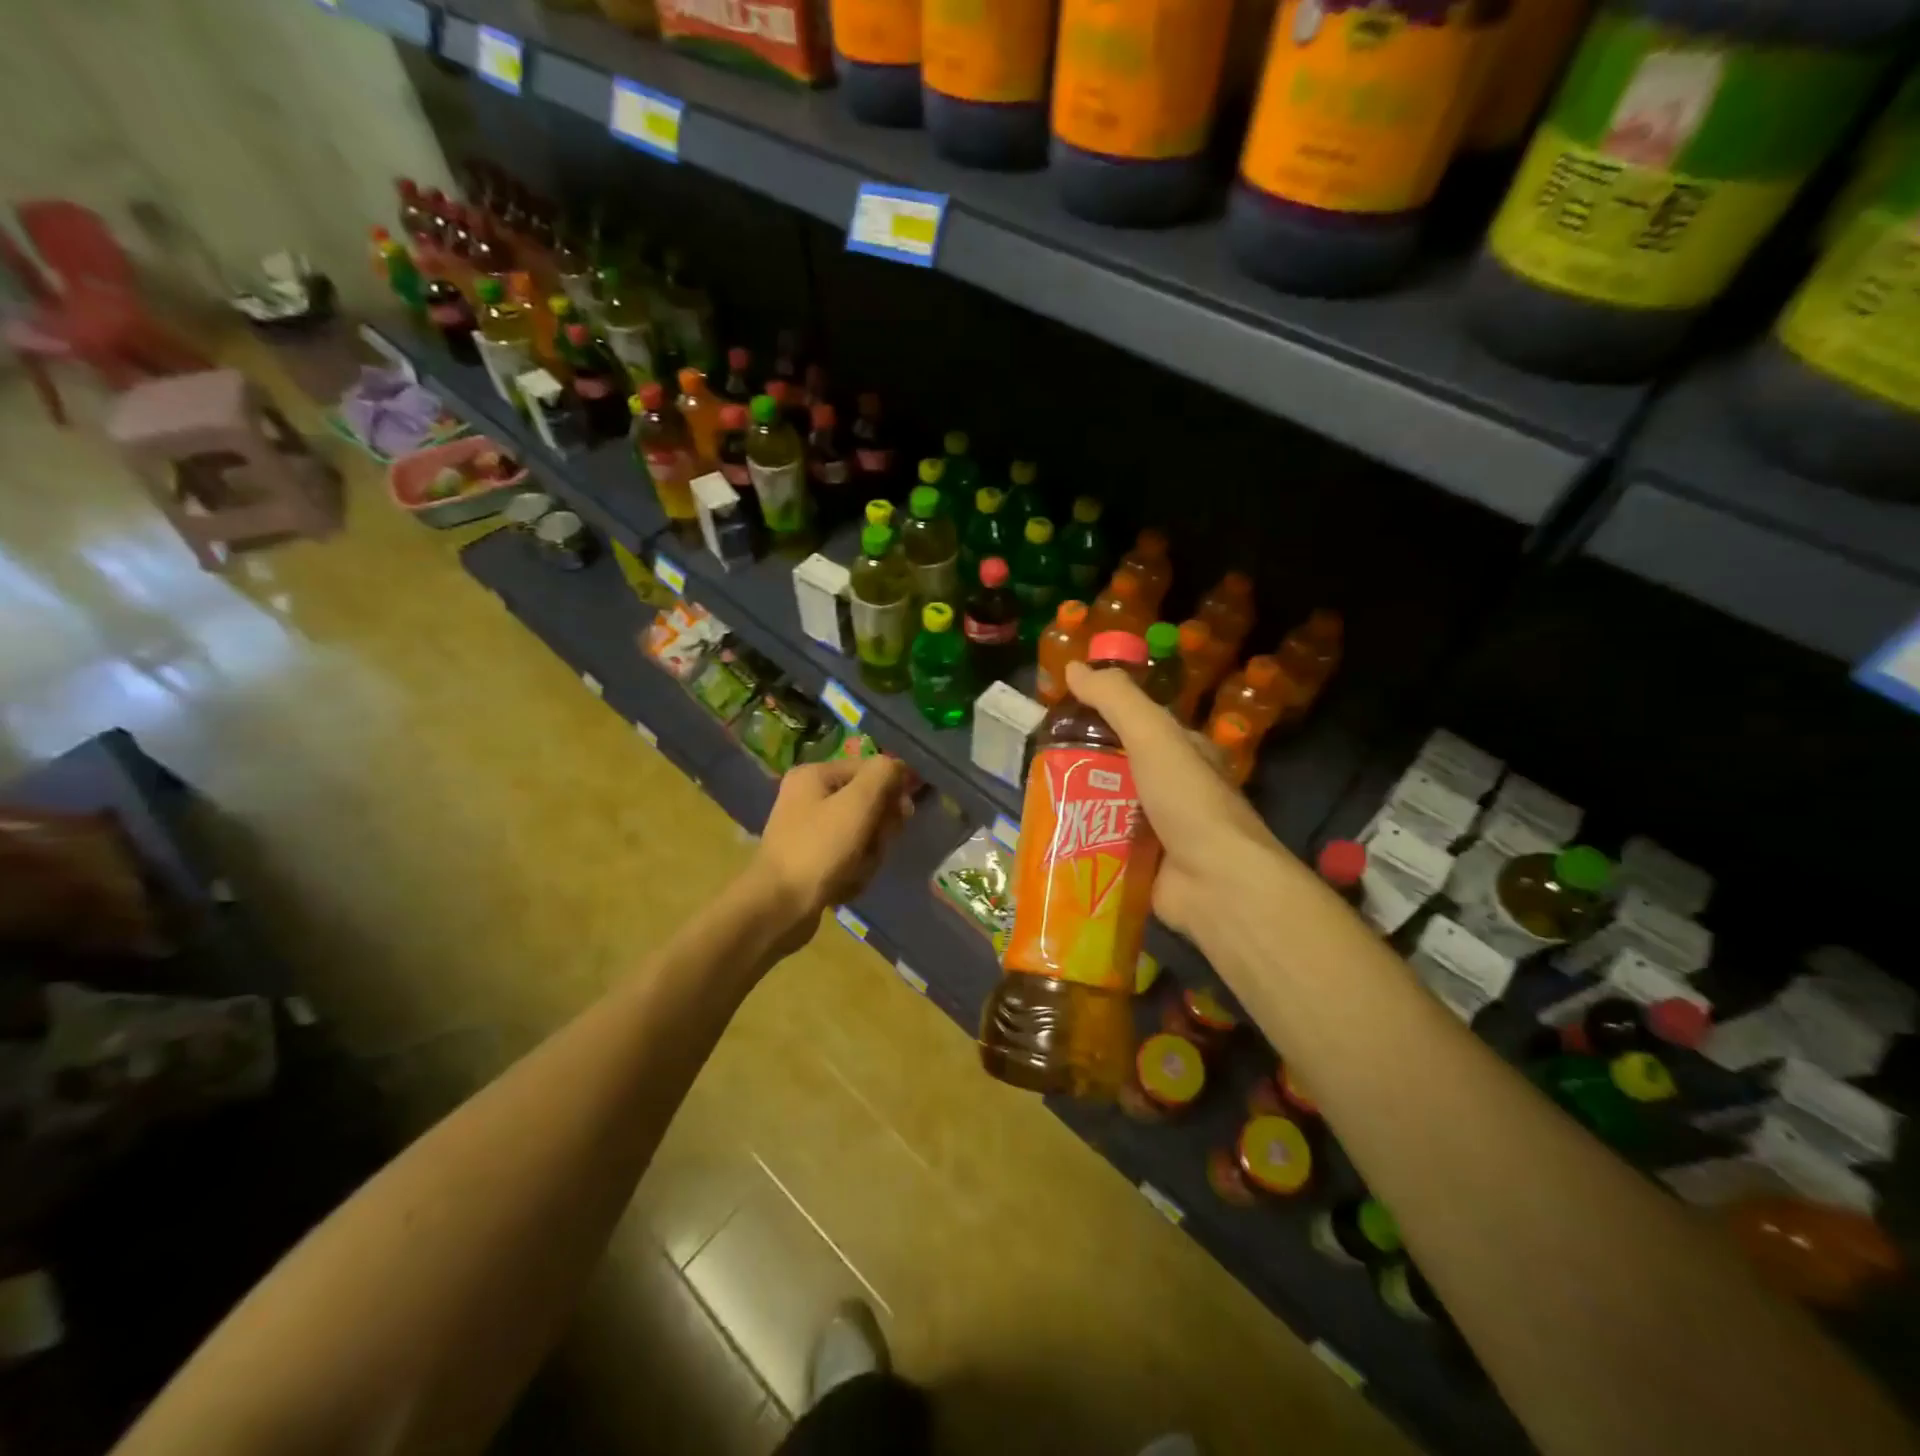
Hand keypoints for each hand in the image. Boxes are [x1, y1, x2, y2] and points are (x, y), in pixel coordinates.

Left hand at [749, 756, 911, 952]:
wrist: (779, 907)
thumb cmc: (819, 848)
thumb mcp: (858, 803)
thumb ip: (882, 775)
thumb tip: (898, 767)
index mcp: (814, 776)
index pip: (870, 769)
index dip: (892, 789)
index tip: (903, 815)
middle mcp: (808, 798)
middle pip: (867, 804)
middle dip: (879, 829)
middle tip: (874, 847)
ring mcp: (809, 831)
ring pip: (862, 834)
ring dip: (869, 854)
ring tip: (856, 871)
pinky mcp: (811, 861)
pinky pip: (848, 858)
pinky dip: (854, 871)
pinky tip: (845, 885)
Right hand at [1063, 660, 1289, 941]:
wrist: (1216, 882)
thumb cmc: (1188, 800)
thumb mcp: (1153, 736)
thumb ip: (1116, 700)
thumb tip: (1074, 667)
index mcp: (1182, 753)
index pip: (1136, 726)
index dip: (1100, 717)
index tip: (1058, 719)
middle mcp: (1172, 789)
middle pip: (1116, 770)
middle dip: (1080, 769)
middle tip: (1037, 768)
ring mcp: (1159, 830)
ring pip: (1106, 810)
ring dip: (1076, 809)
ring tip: (1034, 803)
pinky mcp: (1143, 866)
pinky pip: (1105, 848)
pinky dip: (1082, 845)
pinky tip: (1051, 841)